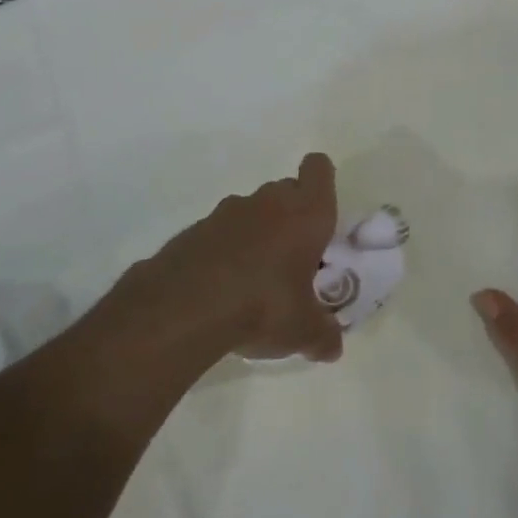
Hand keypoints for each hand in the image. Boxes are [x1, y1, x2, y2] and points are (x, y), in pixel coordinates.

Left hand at [129, 153, 344, 363]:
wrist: (184, 307)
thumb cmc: (263, 305)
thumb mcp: (302, 330)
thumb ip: (323, 335)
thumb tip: (332, 348)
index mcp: (305, 214)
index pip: (318, 169)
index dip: (321, 182)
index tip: (321, 212)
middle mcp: (268, 202)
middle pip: (286, 190)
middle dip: (292, 215)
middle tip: (295, 256)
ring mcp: (226, 212)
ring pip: (252, 210)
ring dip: (258, 233)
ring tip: (256, 277)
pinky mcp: (194, 229)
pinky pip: (221, 232)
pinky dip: (226, 250)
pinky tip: (222, 287)